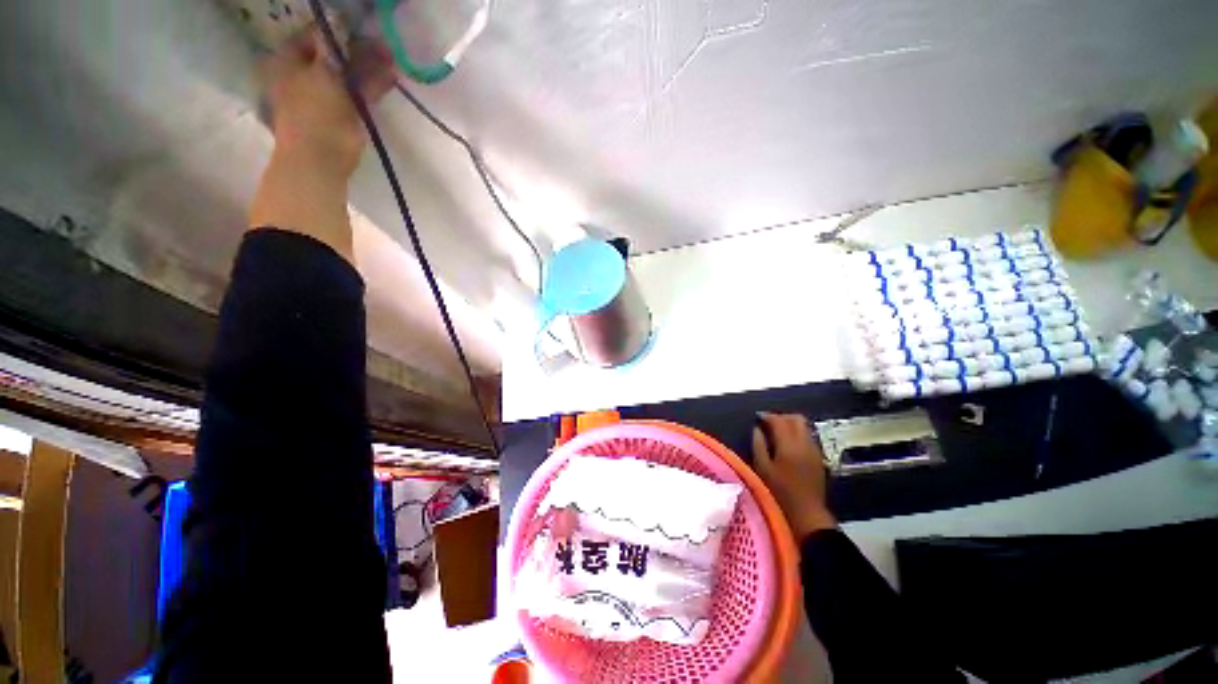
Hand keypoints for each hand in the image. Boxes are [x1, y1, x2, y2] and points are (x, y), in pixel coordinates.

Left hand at [261, 27, 395, 177]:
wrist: (319, 160)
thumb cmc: (314, 114)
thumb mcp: (323, 74)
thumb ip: (333, 48)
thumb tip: (340, 17)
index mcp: (289, 60)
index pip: (315, 35)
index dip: (339, 30)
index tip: (362, 28)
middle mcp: (304, 73)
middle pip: (334, 54)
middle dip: (358, 50)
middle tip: (383, 46)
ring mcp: (324, 95)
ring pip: (349, 74)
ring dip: (369, 68)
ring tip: (391, 60)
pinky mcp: (341, 114)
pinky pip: (359, 93)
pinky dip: (373, 86)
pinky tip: (390, 78)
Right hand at [753, 412, 836, 538]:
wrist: (807, 514)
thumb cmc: (779, 492)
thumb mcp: (762, 468)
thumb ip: (758, 445)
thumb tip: (757, 429)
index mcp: (789, 445)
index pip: (779, 421)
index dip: (767, 416)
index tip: (757, 417)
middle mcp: (805, 443)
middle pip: (796, 419)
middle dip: (781, 416)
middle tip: (768, 423)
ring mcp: (814, 450)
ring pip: (804, 427)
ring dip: (790, 424)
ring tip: (776, 432)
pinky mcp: (819, 458)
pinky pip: (808, 437)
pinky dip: (797, 434)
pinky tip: (787, 444)